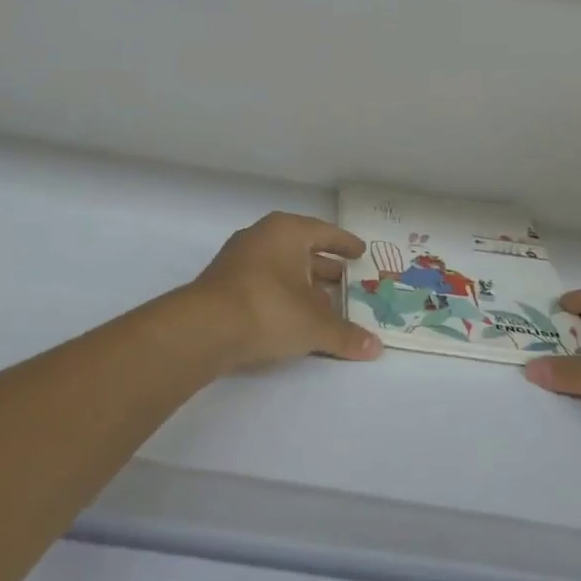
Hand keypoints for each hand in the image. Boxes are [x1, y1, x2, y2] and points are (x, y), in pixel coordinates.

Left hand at [189, 212, 383, 372]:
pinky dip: (281, 296)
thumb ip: (346, 335)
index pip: (324, 232)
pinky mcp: (223, 284)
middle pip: (301, 249)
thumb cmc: (269, 309)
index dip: (344, 244)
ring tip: (325, 302)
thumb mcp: (315, 325)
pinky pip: (263, 284)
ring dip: (301, 283)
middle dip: (323, 266)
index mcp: (287, 232)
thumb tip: (377, 349)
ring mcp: (238, 260)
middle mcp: (261, 237)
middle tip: (346, 279)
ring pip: (280, 268)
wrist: (204, 329)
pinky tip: (293, 316)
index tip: (360, 252)